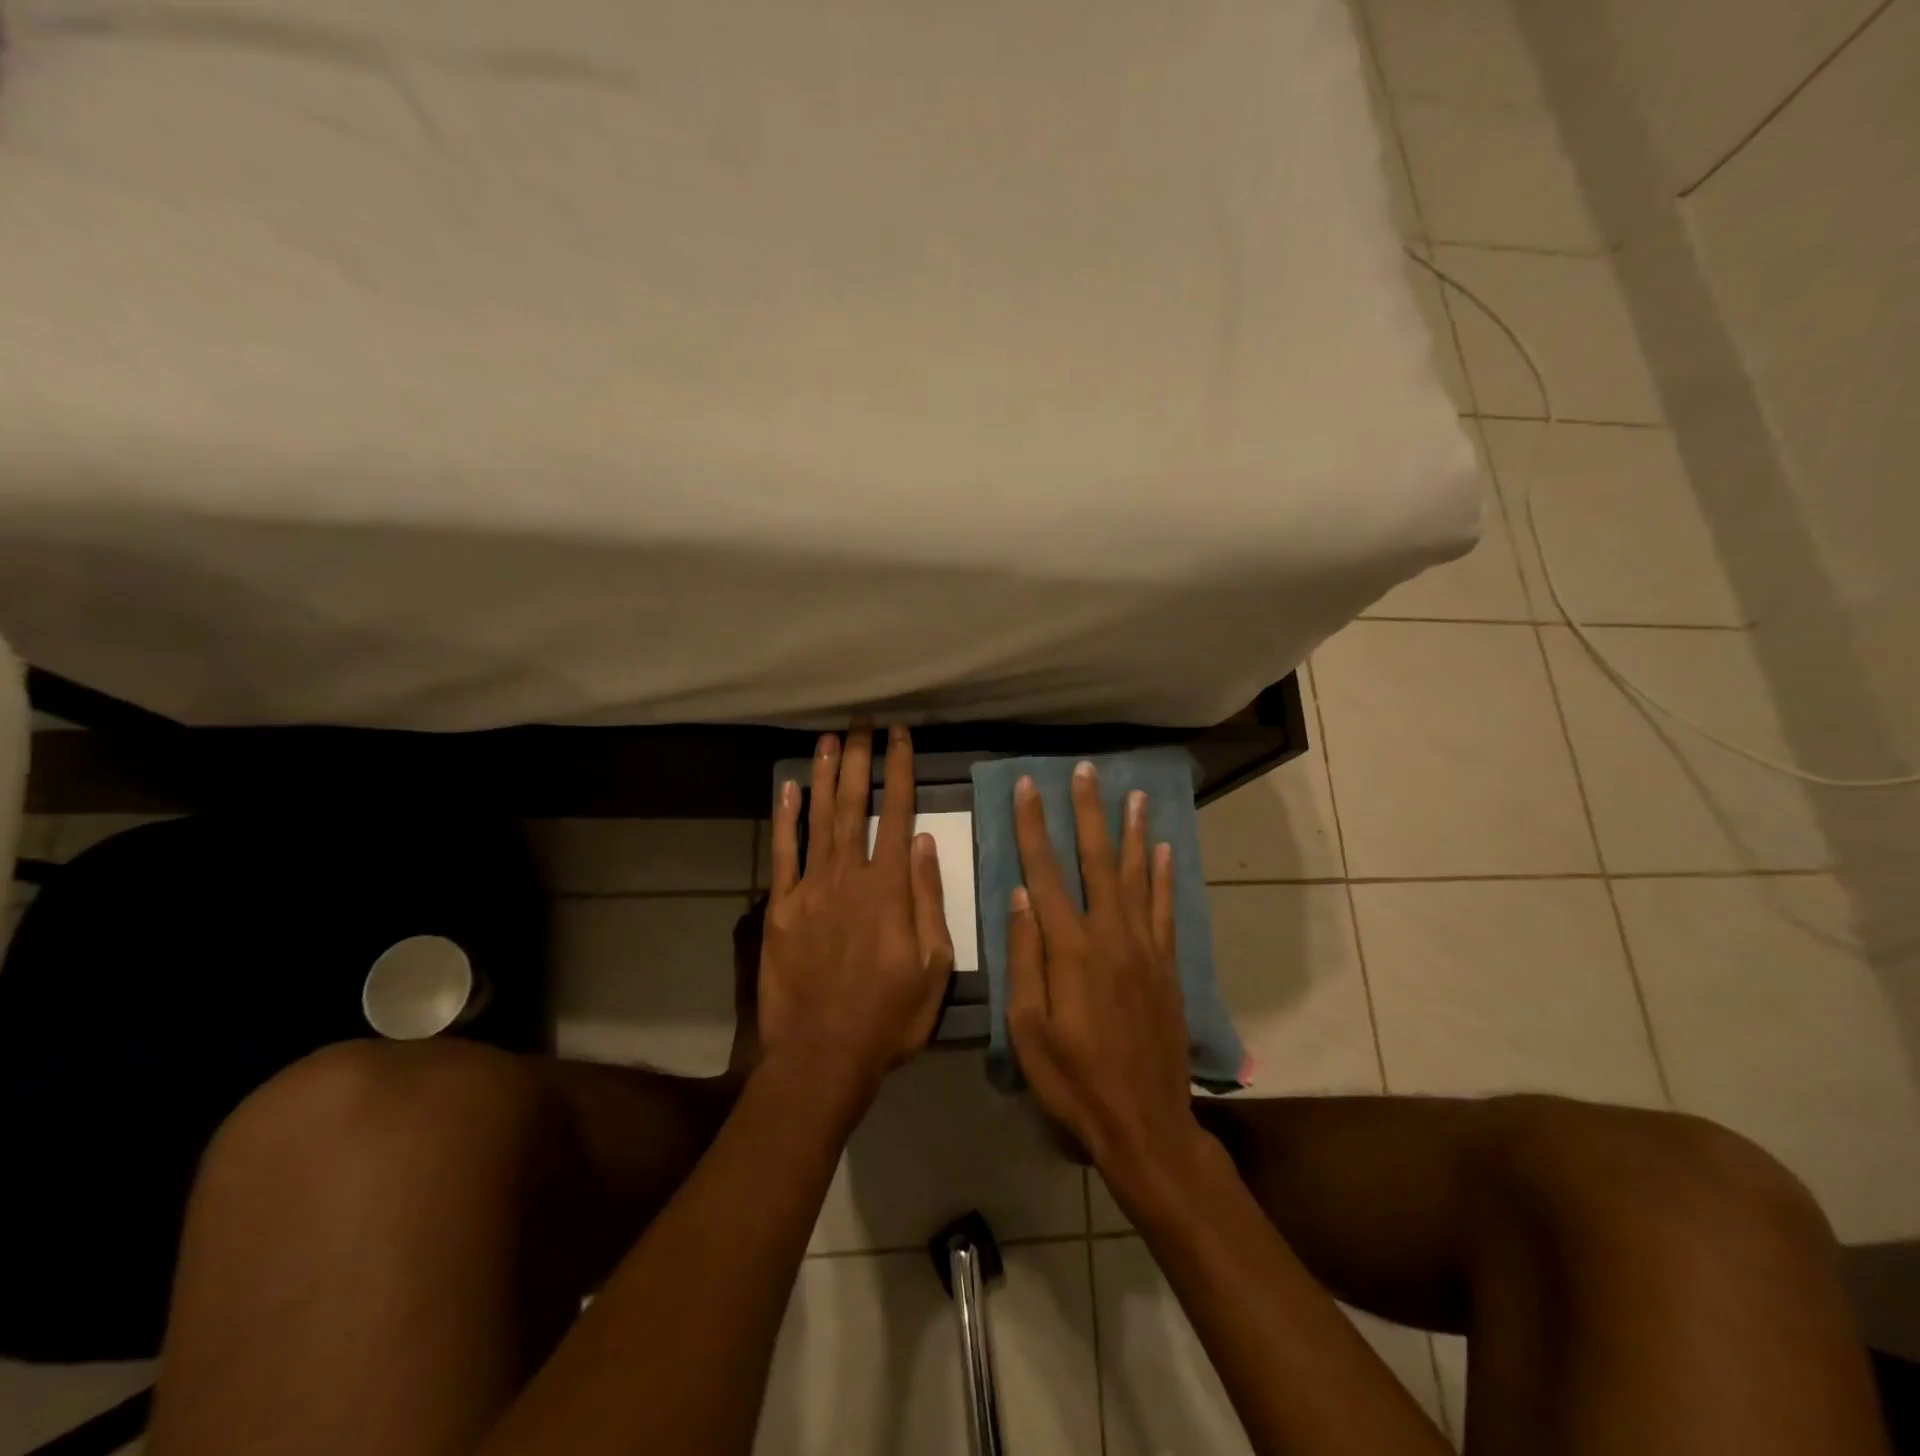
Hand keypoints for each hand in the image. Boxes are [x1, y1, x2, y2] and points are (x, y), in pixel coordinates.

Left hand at [759, 724, 954, 1099]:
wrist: (823, 1054)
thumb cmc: (889, 1015)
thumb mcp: (934, 966)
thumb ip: (929, 899)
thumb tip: (928, 842)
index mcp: (889, 888)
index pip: (898, 814)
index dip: (900, 771)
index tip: (901, 736)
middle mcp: (848, 876)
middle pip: (854, 805)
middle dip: (860, 759)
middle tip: (862, 722)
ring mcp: (810, 890)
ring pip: (818, 820)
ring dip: (824, 776)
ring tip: (829, 739)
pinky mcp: (780, 909)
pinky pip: (783, 855)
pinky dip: (786, 820)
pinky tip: (788, 790)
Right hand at [1006, 763, 1216, 1200]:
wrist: (1145, 1123)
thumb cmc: (1074, 1080)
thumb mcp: (1028, 1029)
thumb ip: (1025, 958)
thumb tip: (1020, 896)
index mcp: (1070, 949)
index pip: (1045, 872)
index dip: (1034, 826)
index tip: (1028, 787)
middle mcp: (1110, 935)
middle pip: (1097, 861)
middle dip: (1089, 812)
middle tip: (1087, 771)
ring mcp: (1145, 948)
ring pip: (1139, 876)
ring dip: (1133, 831)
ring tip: (1134, 794)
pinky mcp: (1167, 966)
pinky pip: (1167, 909)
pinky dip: (1166, 876)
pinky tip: (1165, 850)